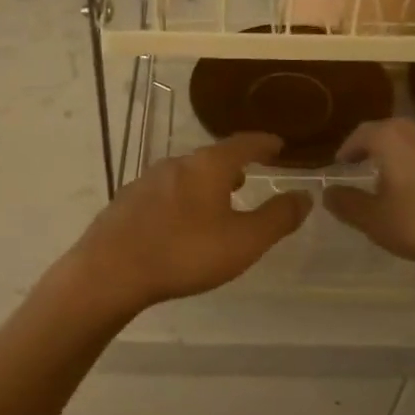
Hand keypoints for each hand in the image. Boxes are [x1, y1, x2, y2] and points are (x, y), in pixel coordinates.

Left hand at [66, 132, 310, 314]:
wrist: (110, 271)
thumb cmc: (184, 253)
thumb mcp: (244, 241)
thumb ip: (278, 218)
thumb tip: (304, 196)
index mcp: (208, 166)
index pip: (243, 144)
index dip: (264, 143)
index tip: (278, 145)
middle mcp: (176, 164)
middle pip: (211, 158)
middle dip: (232, 166)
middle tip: (247, 177)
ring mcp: (145, 180)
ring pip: (184, 175)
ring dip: (204, 184)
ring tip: (215, 202)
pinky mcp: (125, 202)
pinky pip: (162, 194)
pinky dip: (180, 200)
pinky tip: (177, 223)